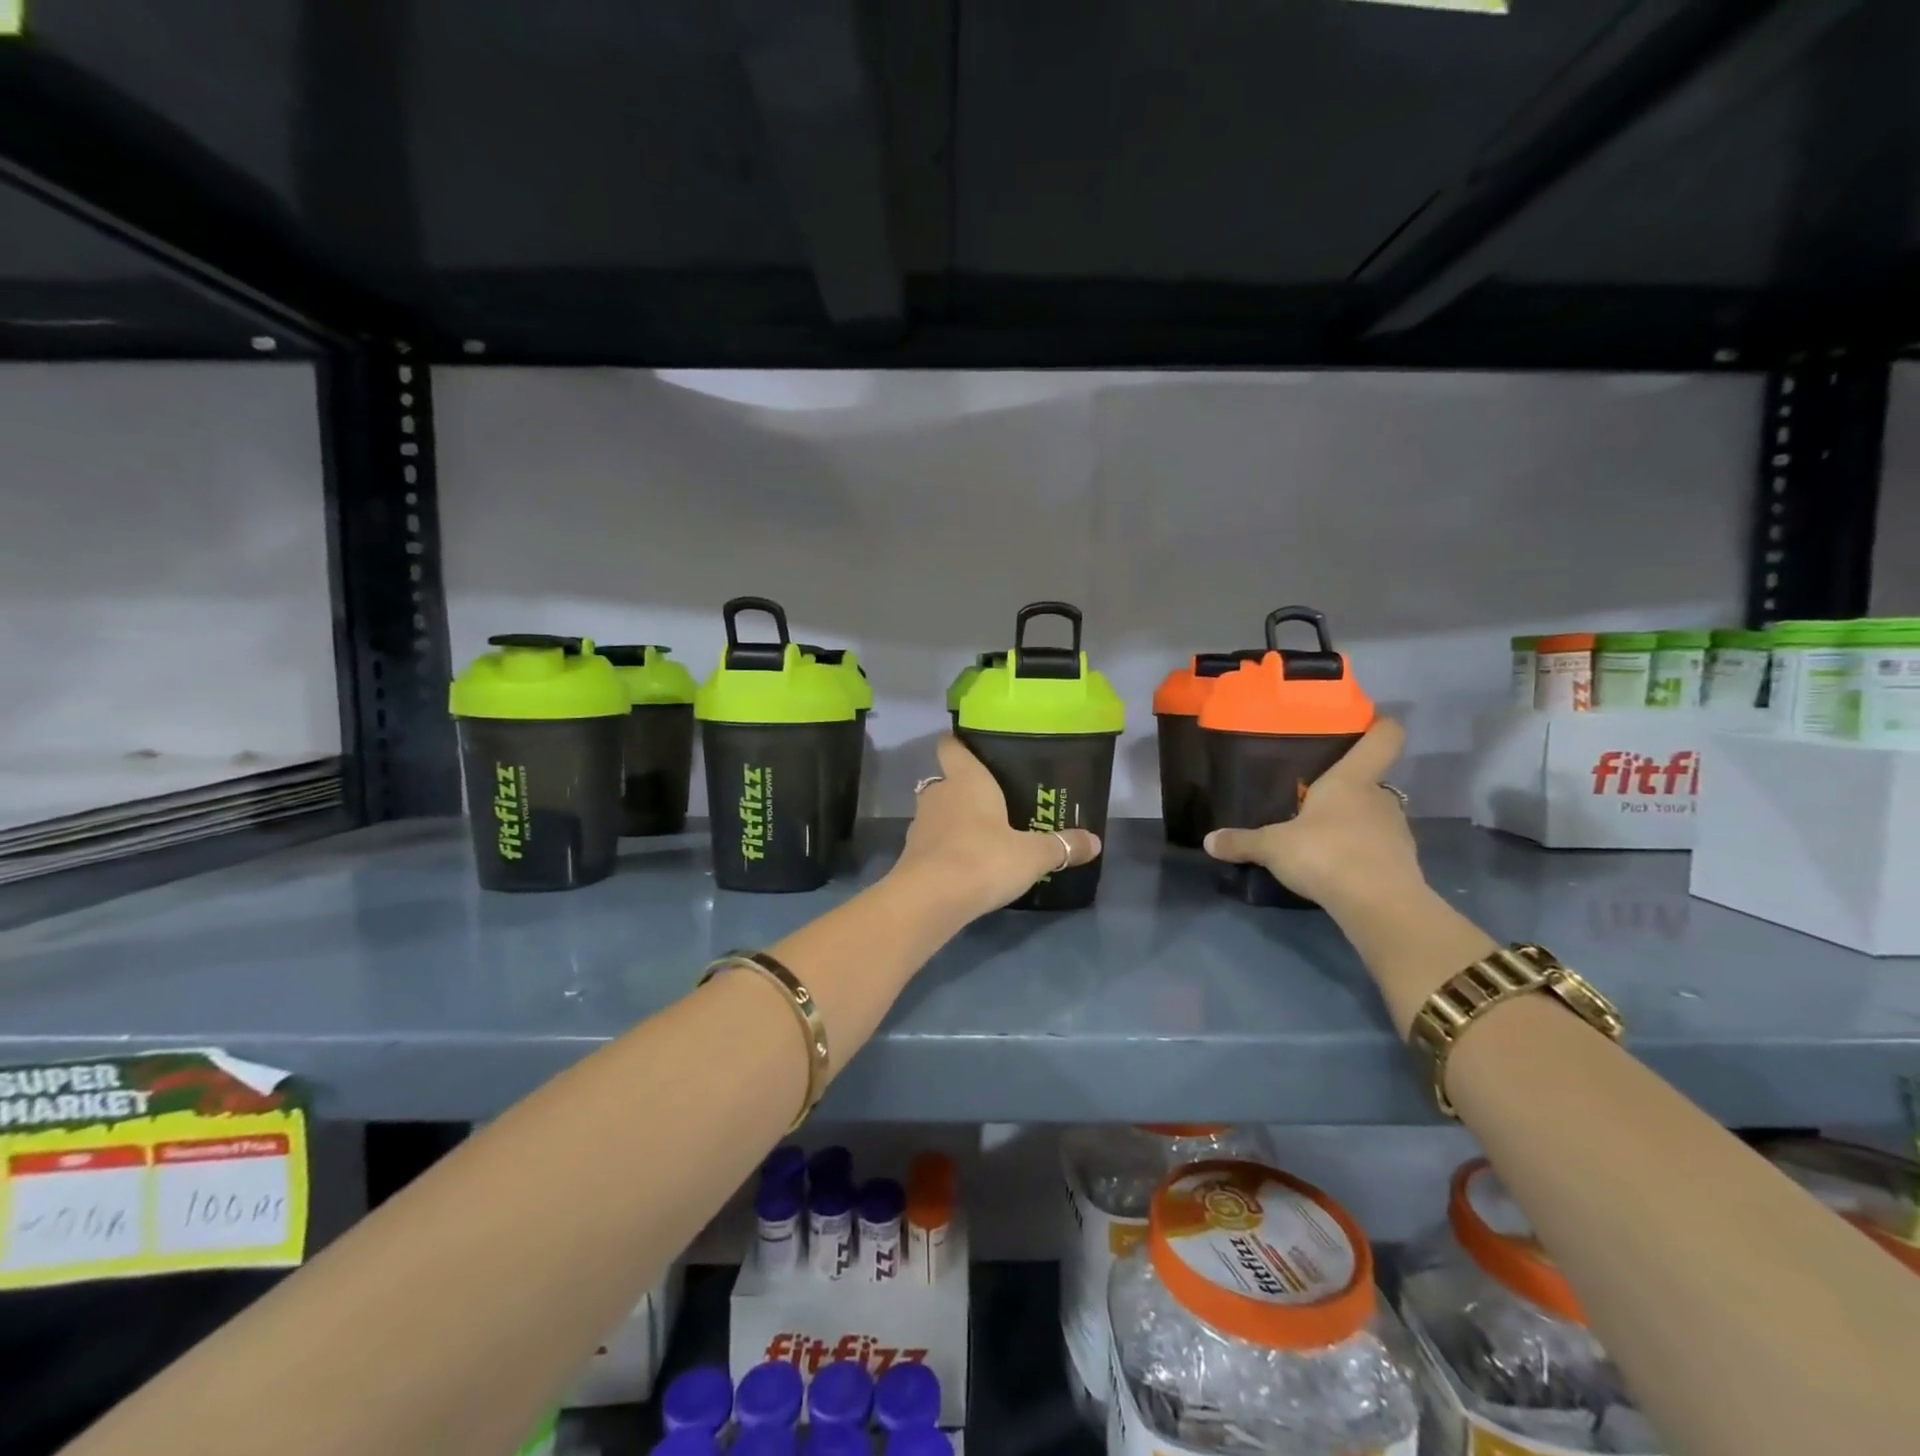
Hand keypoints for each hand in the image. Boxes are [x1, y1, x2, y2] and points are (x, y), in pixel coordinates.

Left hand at [893, 734, 1101, 918]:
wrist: (931, 899)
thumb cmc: (984, 858)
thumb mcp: (1033, 855)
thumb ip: (1062, 846)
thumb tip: (1095, 842)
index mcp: (966, 779)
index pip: (951, 746)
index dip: (958, 743)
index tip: (972, 746)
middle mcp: (939, 794)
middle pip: (946, 780)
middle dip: (964, 788)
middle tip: (993, 800)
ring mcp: (920, 824)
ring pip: (938, 812)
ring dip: (954, 820)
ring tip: (982, 834)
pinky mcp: (910, 854)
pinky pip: (932, 842)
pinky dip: (945, 848)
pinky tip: (966, 863)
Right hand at [1203, 719, 1421, 914]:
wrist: (1379, 906)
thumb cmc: (1326, 854)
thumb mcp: (1272, 847)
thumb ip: (1242, 842)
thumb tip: (1209, 841)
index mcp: (1352, 779)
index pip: (1384, 737)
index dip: (1378, 726)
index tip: (1366, 723)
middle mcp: (1380, 798)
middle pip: (1371, 780)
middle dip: (1346, 788)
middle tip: (1315, 798)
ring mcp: (1397, 831)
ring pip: (1374, 815)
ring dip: (1353, 822)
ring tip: (1322, 836)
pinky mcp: (1402, 863)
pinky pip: (1378, 847)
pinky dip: (1361, 853)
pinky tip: (1336, 866)